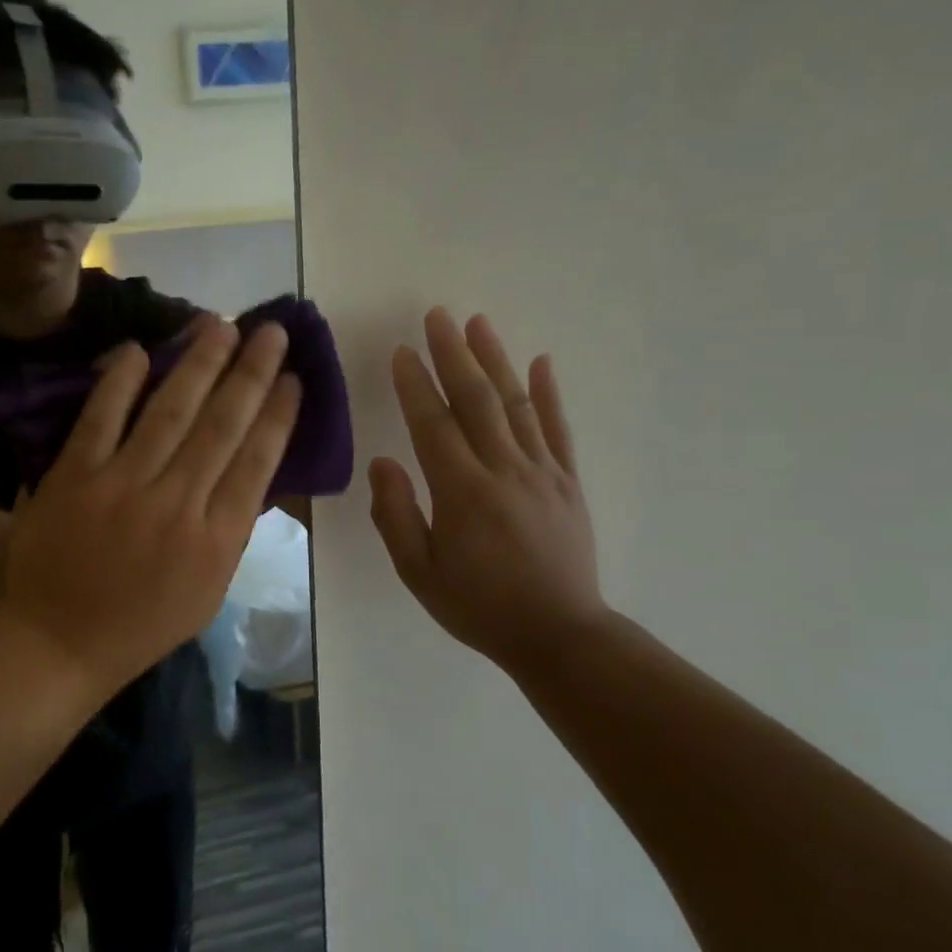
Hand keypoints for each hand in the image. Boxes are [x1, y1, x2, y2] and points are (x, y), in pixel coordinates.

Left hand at [0, 317, 300, 692]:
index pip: (257, 462)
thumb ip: (232, 530)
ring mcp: (122, 486)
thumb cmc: (142, 623)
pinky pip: (101, 419)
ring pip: (169, 411)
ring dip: (198, 363)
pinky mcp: (74, 476)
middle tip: (271, 330)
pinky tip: (140, 349)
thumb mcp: (208, 590)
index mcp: (216, 540)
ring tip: (219, 324)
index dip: (278, 415)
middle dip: (251, 372)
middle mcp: (177, 503)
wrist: (59, 642)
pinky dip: (120, 383)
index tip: (295, 378)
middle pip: (222, 425)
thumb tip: (252, 469)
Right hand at [369, 308, 606, 675]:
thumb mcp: (419, 573)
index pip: (434, 426)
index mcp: (463, 493)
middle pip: (477, 400)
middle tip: (437, 316)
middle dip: (453, 354)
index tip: (401, 351)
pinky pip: (558, 428)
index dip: (415, 386)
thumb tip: (383, 463)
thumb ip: (396, 516)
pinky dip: (548, 393)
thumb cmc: (479, 607)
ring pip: (516, 404)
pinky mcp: (568, 481)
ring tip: (478, 323)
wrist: (559, 634)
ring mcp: (543, 472)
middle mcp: (504, 471)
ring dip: (495, 360)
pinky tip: (540, 362)